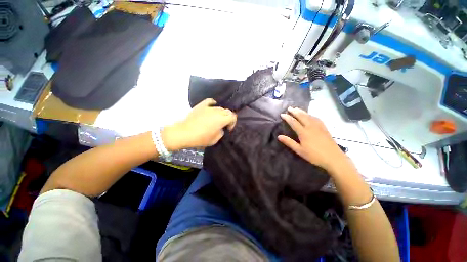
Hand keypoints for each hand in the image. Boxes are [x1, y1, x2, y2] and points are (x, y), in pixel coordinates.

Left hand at [162, 98, 236, 150]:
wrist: (184, 133)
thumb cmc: (200, 138)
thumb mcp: (215, 140)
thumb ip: (221, 132)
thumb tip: (221, 128)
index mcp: (222, 119)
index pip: (233, 117)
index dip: (233, 123)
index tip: (228, 128)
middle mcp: (217, 111)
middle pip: (227, 111)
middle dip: (228, 118)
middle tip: (224, 125)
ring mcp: (209, 107)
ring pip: (219, 108)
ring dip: (221, 113)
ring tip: (216, 119)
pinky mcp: (201, 106)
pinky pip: (210, 101)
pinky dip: (213, 104)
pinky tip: (212, 108)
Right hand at [278, 107, 353, 175]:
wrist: (333, 158)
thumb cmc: (314, 155)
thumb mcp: (299, 150)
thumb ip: (289, 142)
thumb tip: (279, 136)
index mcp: (303, 132)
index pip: (293, 122)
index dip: (287, 117)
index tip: (282, 114)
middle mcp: (310, 127)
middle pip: (302, 116)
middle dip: (295, 111)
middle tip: (289, 108)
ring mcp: (318, 126)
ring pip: (309, 116)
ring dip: (302, 111)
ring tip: (297, 109)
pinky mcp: (324, 128)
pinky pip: (316, 118)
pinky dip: (311, 115)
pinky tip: (310, 115)